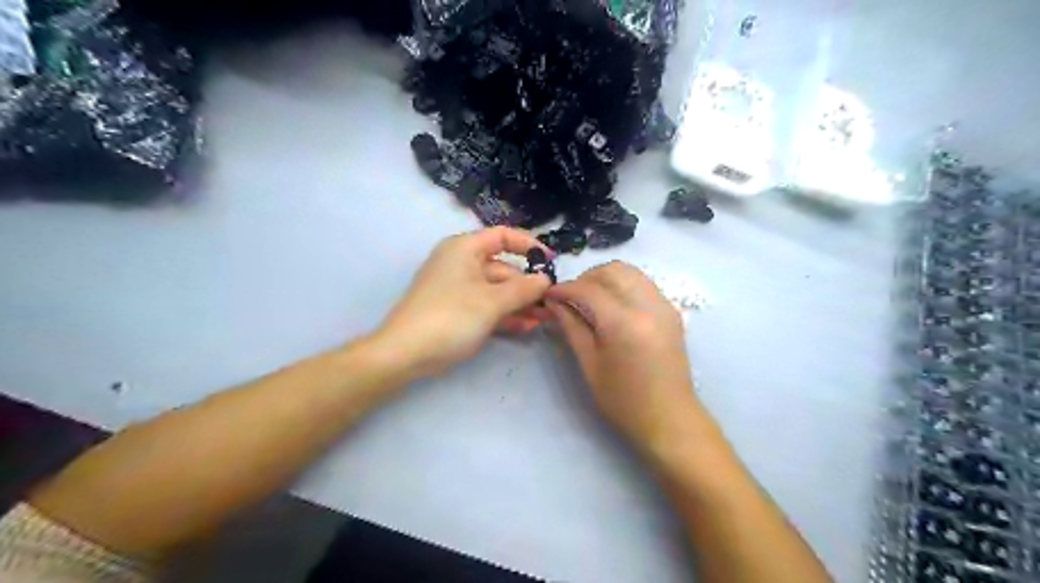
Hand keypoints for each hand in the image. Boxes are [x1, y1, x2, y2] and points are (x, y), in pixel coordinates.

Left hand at [371, 228, 552, 377]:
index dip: (529, 245)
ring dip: (521, 304)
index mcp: (465, 249)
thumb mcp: (492, 301)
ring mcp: (459, 289)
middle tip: (553, 302)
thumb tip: (546, 279)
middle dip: (528, 286)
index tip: (551, 262)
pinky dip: (506, 315)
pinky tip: (527, 327)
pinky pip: (487, 306)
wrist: (405, 354)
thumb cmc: (450, 317)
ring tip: (546, 319)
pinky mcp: (457, 311)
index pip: (503, 236)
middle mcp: (462, 264)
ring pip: (497, 291)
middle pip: (503, 268)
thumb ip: (523, 289)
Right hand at [545, 260, 698, 455]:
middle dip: (586, 278)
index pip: (588, 290)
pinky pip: (643, 283)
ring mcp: (664, 305)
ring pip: (630, 272)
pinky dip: (623, 285)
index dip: (564, 289)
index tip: (549, 295)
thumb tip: (554, 303)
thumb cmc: (623, 400)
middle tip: (570, 298)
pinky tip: (612, 306)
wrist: (668, 418)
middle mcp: (648, 305)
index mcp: (624, 323)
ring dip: (605, 278)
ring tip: (590, 299)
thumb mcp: (590, 364)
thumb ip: (571, 326)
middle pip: (612, 271)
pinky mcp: (671, 311)